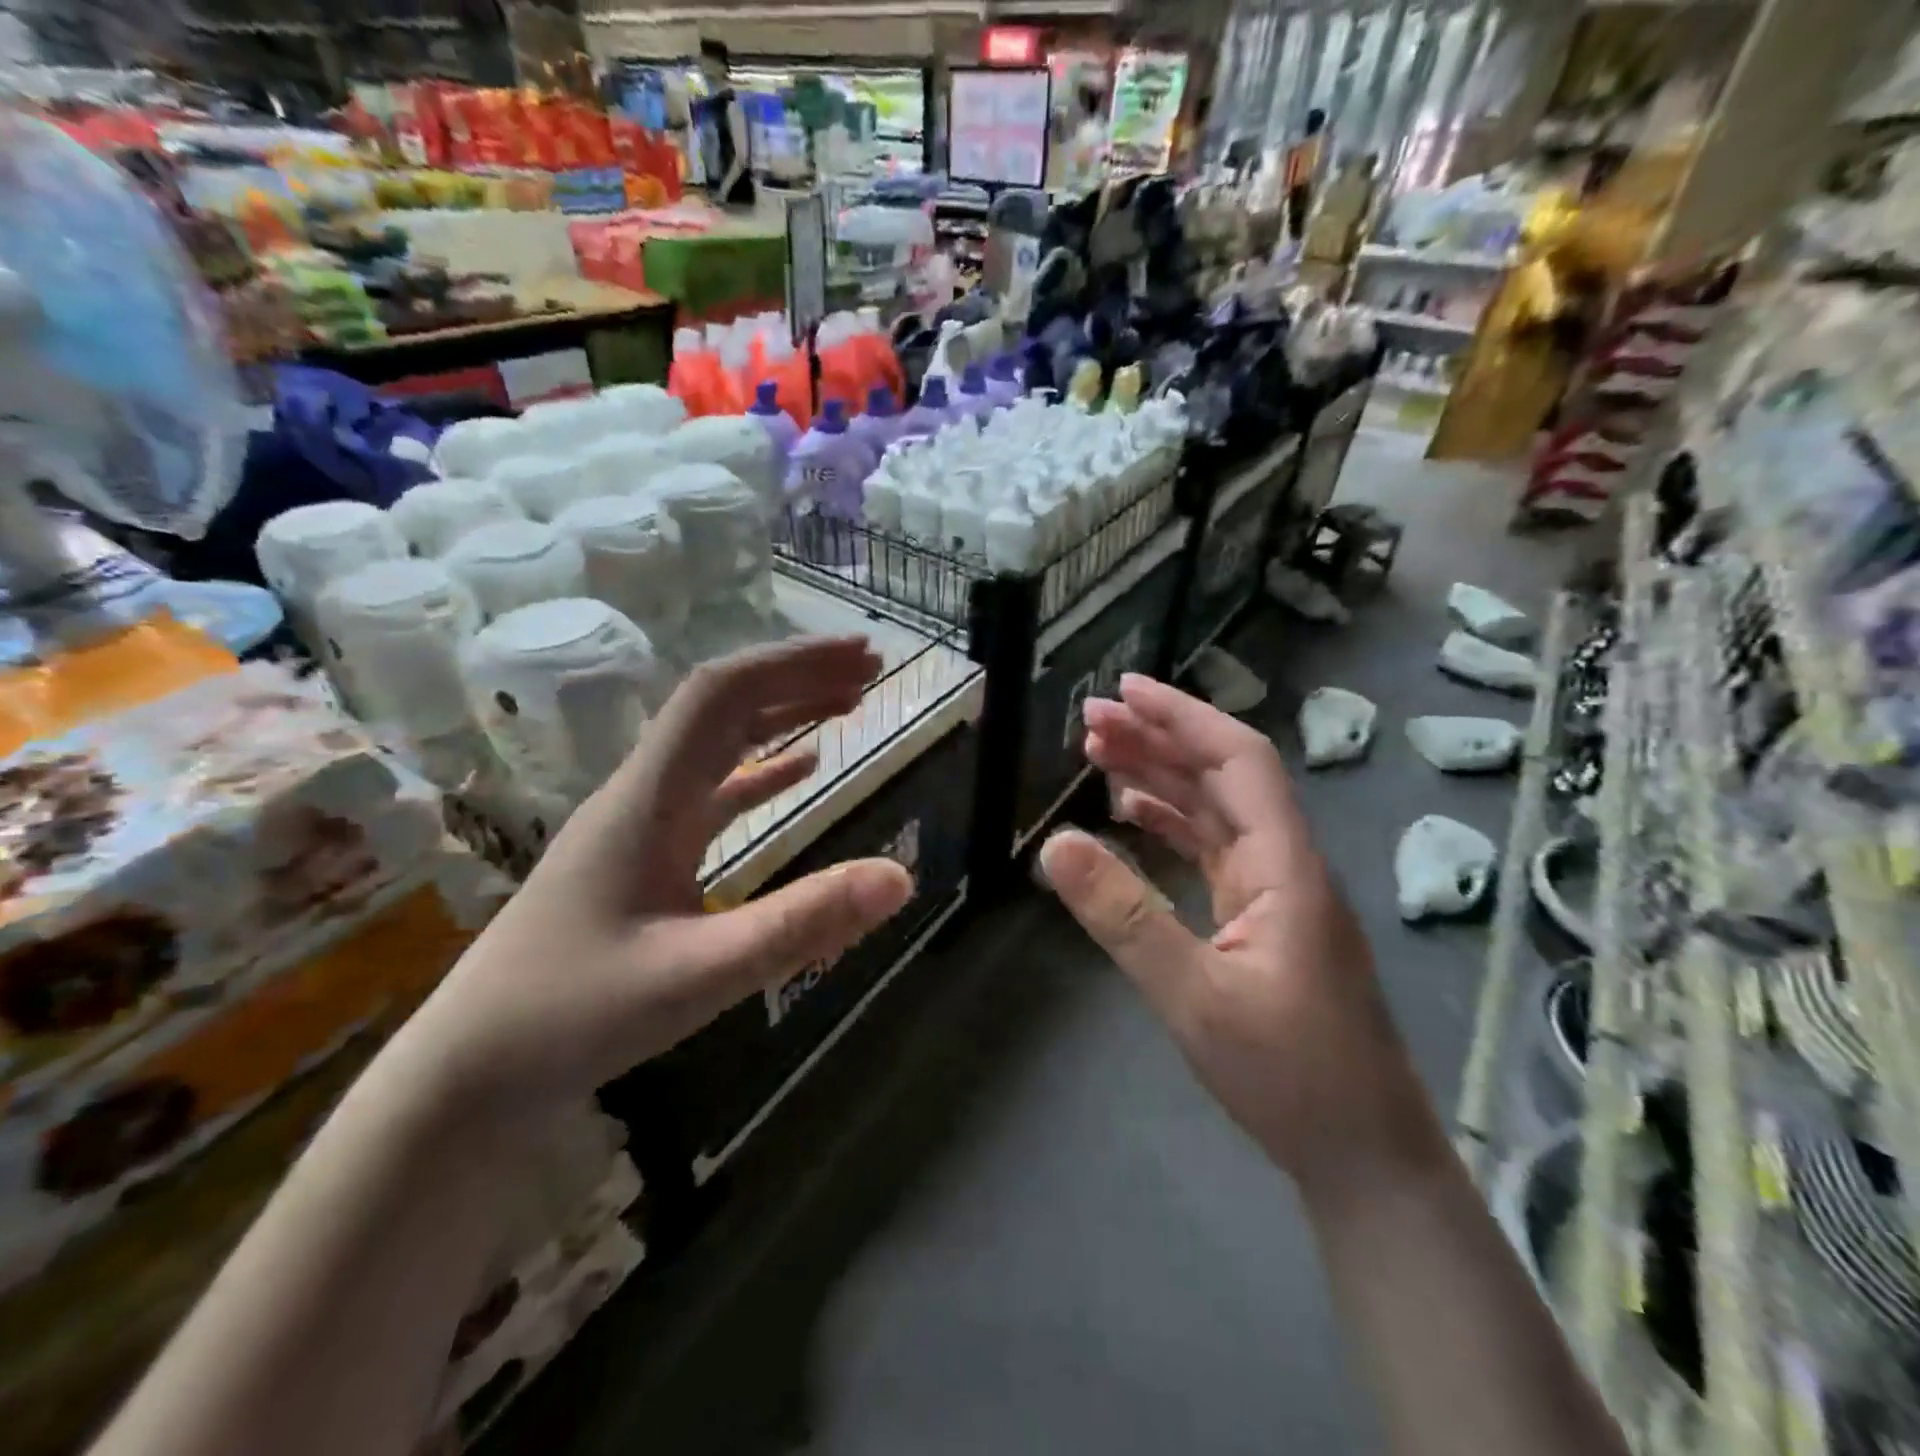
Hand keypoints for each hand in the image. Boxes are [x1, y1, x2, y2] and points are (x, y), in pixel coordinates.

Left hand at [389, 637, 915, 1131]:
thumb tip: (900, 877)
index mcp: (649, 798)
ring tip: (849, 703)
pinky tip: (802, 770)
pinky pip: (714, 792)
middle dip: (799, 677)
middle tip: (870, 669)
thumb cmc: (574, 1015)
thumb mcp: (699, 976)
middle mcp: (644, 793)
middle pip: (725, 706)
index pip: (723, 695)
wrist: (473, 1068)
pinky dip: (763, 770)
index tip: (859, 655)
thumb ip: (801, 925)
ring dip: (784, 714)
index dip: (794, 664)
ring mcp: (643, 822)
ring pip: (721, 743)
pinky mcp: (646, 855)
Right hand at [1039, 674, 1433, 1183]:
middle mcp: (1284, 863)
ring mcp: (1275, 891)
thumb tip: (1054, 844)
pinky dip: (1169, 822)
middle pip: (1222, 776)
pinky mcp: (1262, 918)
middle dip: (1159, 737)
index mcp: (1284, 865)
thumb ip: (1124, 917)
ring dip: (1161, 775)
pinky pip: (1211, 849)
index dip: (1183, 716)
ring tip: (1099, 753)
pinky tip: (1131, 815)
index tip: (1125, 689)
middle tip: (1091, 718)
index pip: (1238, 760)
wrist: (1363, 1154)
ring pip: (1215, 810)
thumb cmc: (1290, 1077)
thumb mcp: (1193, 997)